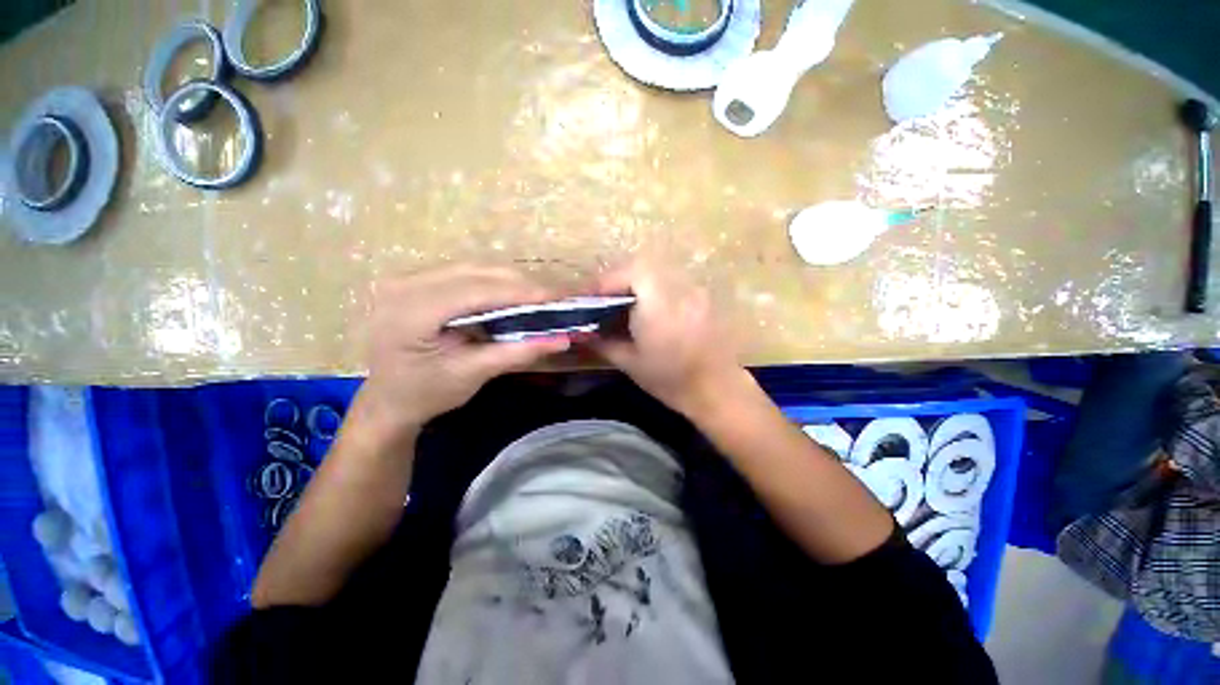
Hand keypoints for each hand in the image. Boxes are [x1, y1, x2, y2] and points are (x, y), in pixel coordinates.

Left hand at [351, 264, 569, 443]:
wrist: (387, 400)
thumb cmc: (425, 394)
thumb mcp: (473, 374)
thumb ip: (518, 353)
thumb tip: (562, 340)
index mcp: (410, 312)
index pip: (475, 291)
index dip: (519, 292)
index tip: (556, 297)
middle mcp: (403, 285)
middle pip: (475, 273)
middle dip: (519, 284)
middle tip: (554, 298)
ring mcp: (407, 279)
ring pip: (472, 268)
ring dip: (509, 281)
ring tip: (539, 297)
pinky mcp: (416, 281)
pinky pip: (464, 273)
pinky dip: (494, 283)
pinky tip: (512, 295)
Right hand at [593, 260, 743, 415]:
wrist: (717, 390)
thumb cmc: (671, 381)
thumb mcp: (630, 364)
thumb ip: (604, 343)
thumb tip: (583, 333)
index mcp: (659, 307)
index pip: (631, 273)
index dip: (608, 280)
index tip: (591, 296)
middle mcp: (679, 292)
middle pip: (644, 268)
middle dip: (619, 280)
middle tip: (605, 299)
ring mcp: (694, 293)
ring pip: (658, 273)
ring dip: (637, 283)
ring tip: (624, 303)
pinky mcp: (702, 298)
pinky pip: (672, 283)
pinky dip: (654, 290)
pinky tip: (649, 310)